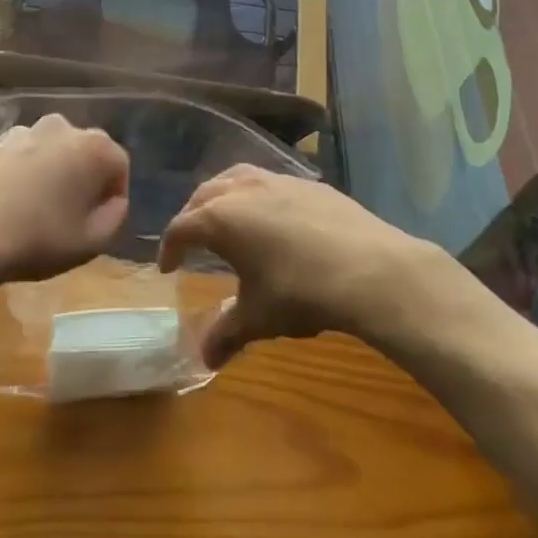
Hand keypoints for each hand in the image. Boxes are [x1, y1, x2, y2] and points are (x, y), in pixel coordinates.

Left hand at [0, 114, 128, 284]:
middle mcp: (63, 128)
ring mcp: (25, 131)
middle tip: (72, 216)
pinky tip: (12, 202)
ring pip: (53, 152)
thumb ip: (117, 215)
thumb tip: (113, 200)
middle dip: (85, 179)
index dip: (114, 196)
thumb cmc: (39, 239)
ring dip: (54, 173)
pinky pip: (24, 156)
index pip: (119, 166)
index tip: (99, 221)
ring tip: (38, 210)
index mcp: (94, 147)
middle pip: (86, 153)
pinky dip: (25, 172)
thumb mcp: (93, 242)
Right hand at [157, 166, 448, 367]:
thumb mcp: (258, 318)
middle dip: (192, 217)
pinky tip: (271, 216)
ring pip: (236, 177)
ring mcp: (278, 180)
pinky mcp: (309, 183)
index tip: (167, 267)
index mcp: (219, 218)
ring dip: (222, 195)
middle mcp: (242, 190)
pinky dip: (256, 194)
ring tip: (225, 216)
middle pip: (204, 195)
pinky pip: (269, 181)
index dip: (169, 248)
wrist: (370, 269)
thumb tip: (205, 360)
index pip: (181, 228)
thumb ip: (226, 334)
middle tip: (191, 241)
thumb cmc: (301, 293)